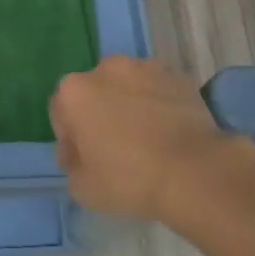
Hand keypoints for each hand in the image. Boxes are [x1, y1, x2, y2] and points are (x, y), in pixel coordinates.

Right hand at [50, 56, 245, 223]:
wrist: (194, 172)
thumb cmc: (129, 179)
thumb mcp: (83, 188)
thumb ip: (72, 165)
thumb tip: (79, 154)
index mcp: (74, 91)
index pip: (60, 112)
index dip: (70, 139)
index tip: (84, 162)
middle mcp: (106, 69)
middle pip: (94, 93)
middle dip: (99, 114)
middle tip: (115, 149)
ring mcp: (144, 67)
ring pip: (127, 86)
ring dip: (129, 105)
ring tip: (146, 138)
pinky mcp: (176, 75)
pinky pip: (157, 89)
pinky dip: (158, 103)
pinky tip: (168, 132)